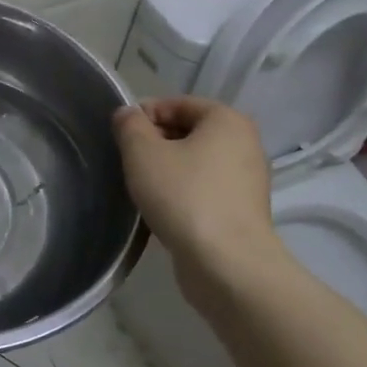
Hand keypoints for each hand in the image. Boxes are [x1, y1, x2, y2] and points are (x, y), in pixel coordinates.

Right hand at [113, 98, 279, 270]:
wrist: (226, 263)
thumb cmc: (184, 196)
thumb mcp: (142, 153)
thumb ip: (130, 126)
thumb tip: (128, 115)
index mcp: (227, 120)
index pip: (177, 104)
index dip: (144, 115)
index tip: (120, 137)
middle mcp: (245, 143)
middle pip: (188, 132)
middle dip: (155, 143)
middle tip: (127, 163)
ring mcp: (247, 180)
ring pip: (196, 162)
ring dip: (167, 170)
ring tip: (141, 188)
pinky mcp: (242, 211)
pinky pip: (204, 189)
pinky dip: (182, 193)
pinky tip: (162, 210)